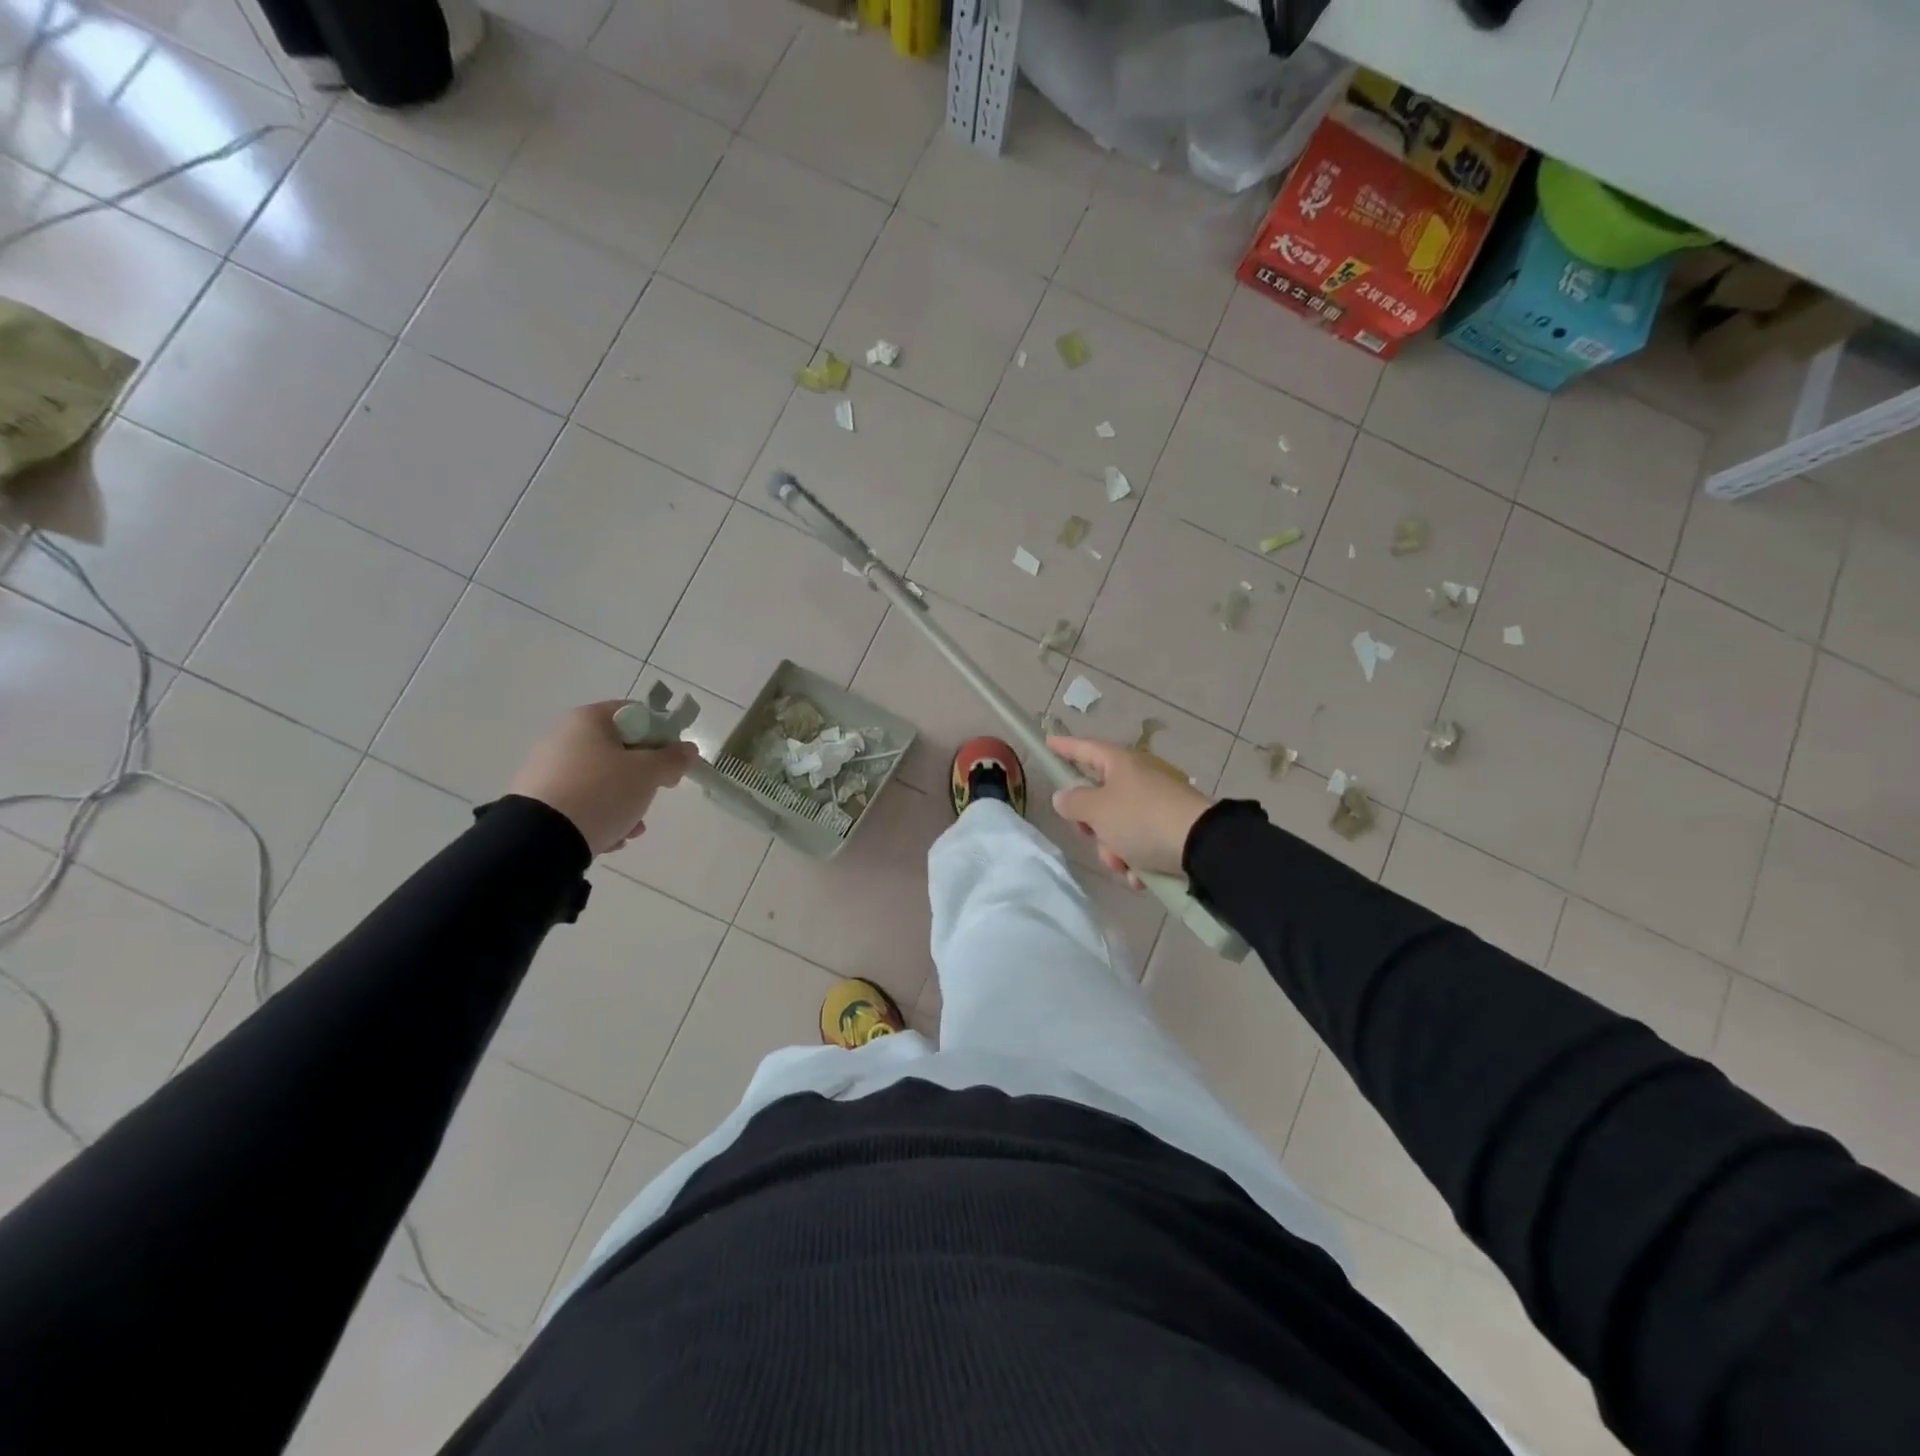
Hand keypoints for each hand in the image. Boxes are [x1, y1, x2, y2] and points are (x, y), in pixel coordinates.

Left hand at [509, 702, 697, 854]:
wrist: (540, 839)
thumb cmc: (602, 792)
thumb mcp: (648, 773)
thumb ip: (673, 759)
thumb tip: (688, 750)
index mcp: (588, 720)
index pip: (636, 714)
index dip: (662, 735)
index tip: (673, 761)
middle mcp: (563, 737)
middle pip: (620, 750)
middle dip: (644, 776)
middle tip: (657, 792)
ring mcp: (548, 769)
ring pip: (603, 780)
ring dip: (626, 801)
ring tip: (633, 827)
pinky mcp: (539, 800)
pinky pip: (582, 802)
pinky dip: (601, 816)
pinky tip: (611, 837)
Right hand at [1047, 736, 1213, 888]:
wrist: (1201, 846)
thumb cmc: (1141, 819)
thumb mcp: (1097, 810)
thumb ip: (1073, 802)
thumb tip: (1064, 796)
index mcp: (1120, 763)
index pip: (1085, 749)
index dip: (1064, 747)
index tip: (1048, 743)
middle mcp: (1138, 778)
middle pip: (1099, 798)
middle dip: (1092, 826)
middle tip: (1091, 835)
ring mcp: (1156, 804)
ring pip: (1118, 827)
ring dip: (1115, 850)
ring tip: (1125, 865)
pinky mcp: (1171, 828)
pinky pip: (1141, 843)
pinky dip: (1137, 860)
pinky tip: (1141, 876)